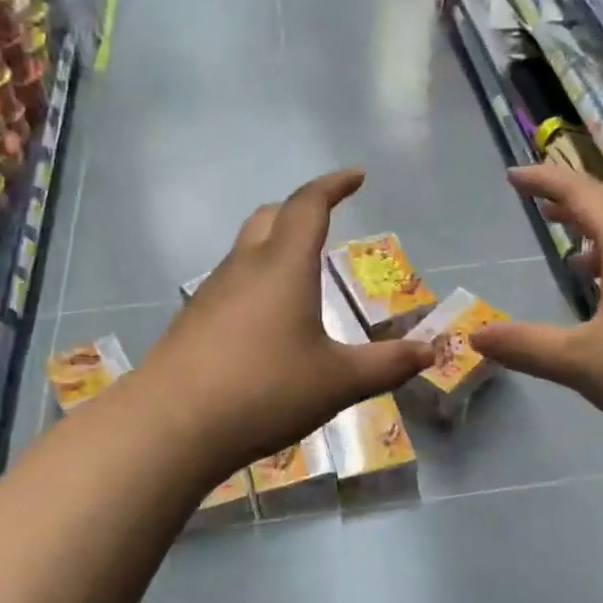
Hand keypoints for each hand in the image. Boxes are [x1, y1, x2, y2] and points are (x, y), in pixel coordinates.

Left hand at [139, 169, 435, 479]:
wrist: (171, 426)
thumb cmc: (264, 390)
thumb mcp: (338, 381)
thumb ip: (387, 365)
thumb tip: (431, 351)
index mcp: (283, 266)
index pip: (309, 206)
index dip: (334, 185)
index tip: (356, 176)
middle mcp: (243, 268)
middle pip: (268, 217)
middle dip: (298, 210)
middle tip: (323, 219)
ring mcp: (210, 294)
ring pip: (244, 251)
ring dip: (273, 247)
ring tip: (299, 275)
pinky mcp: (191, 322)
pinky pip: (229, 285)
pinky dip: (254, 283)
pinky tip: (263, 323)